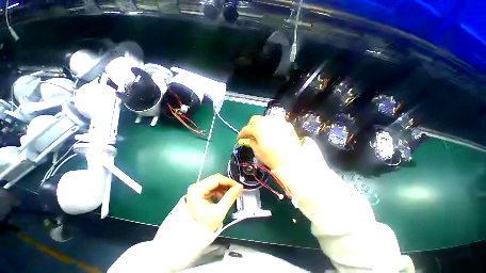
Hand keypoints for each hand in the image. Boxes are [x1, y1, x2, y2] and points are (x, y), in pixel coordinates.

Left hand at [186, 174, 242, 231]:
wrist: (193, 235)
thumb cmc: (204, 225)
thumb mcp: (219, 212)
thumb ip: (230, 197)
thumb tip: (240, 186)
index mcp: (197, 190)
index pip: (216, 179)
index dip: (228, 181)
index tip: (238, 186)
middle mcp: (196, 186)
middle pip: (215, 179)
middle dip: (227, 184)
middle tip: (236, 190)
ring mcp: (197, 188)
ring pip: (214, 182)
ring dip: (224, 187)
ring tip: (231, 194)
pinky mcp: (199, 191)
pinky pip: (212, 187)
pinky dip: (220, 190)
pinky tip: (224, 196)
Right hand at [238, 115, 300, 168]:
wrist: (292, 160)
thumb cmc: (271, 157)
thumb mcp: (258, 151)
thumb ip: (252, 143)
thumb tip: (249, 139)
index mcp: (257, 127)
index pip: (246, 129)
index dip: (241, 134)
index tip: (239, 138)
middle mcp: (267, 120)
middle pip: (255, 119)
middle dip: (250, 126)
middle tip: (250, 134)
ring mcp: (278, 121)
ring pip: (266, 119)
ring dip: (261, 125)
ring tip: (262, 133)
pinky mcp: (286, 124)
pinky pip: (276, 123)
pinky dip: (271, 126)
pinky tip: (273, 133)